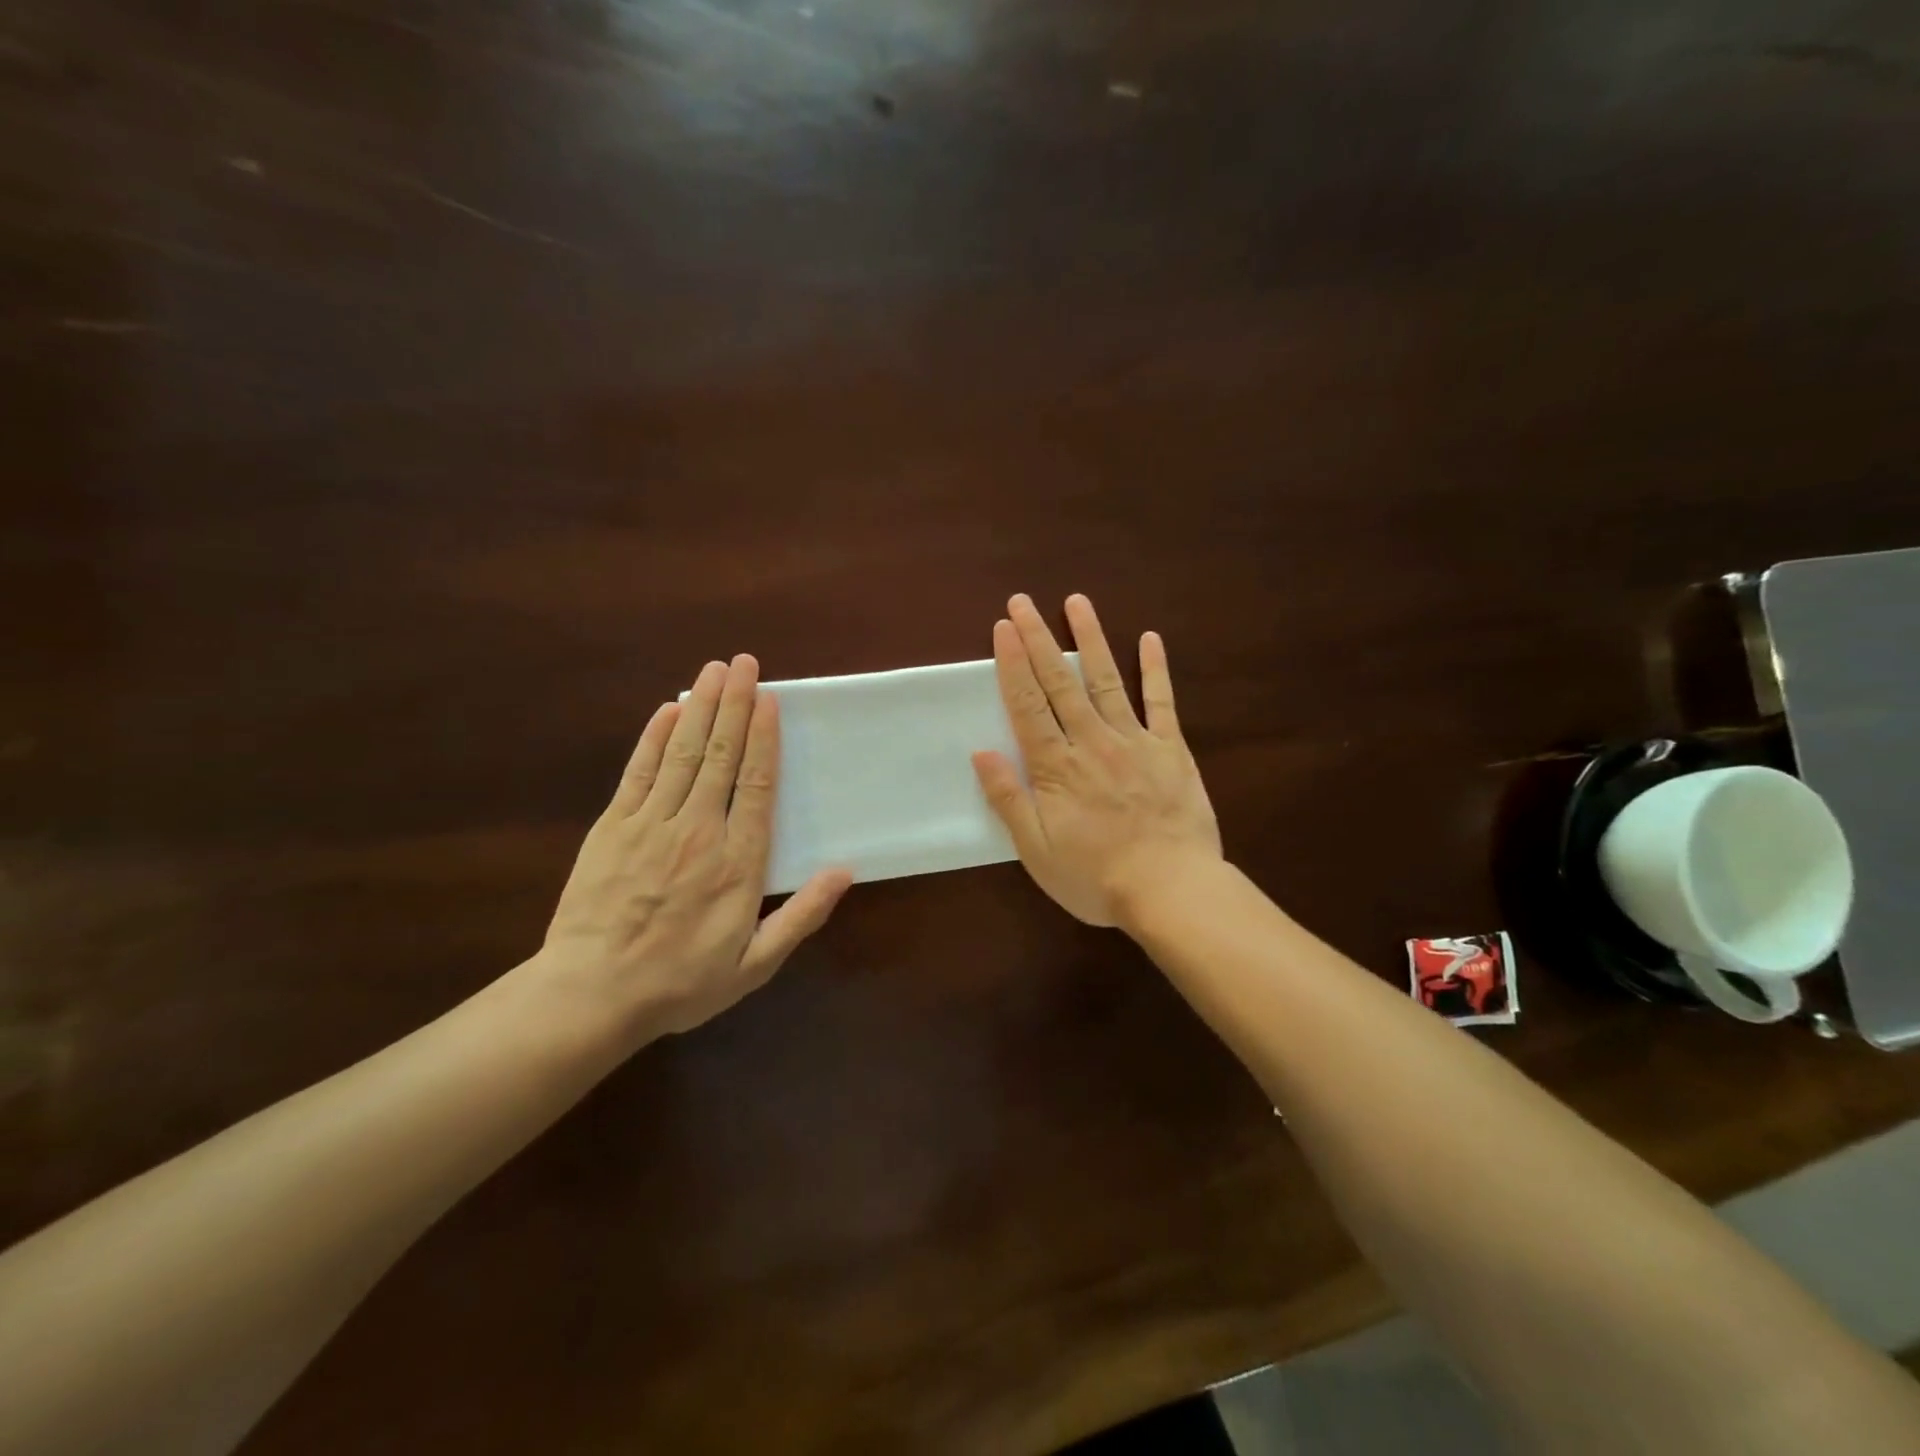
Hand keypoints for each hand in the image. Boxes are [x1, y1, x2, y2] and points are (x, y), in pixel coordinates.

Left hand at [538, 656, 851, 1040]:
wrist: (591, 995)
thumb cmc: (681, 982)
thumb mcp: (755, 965)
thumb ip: (801, 916)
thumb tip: (844, 872)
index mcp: (738, 862)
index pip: (757, 785)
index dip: (766, 738)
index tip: (770, 700)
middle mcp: (699, 830)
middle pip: (722, 755)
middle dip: (735, 705)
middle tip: (745, 663)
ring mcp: (652, 823)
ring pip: (683, 752)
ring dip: (702, 707)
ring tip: (715, 669)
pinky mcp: (613, 826)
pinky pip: (639, 771)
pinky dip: (655, 736)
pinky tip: (669, 708)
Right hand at [972, 594, 1221, 928]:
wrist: (1171, 890)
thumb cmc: (1096, 877)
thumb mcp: (1037, 851)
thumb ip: (1009, 799)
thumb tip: (981, 752)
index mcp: (1056, 767)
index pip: (1027, 705)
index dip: (1012, 664)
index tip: (1003, 628)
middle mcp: (1092, 742)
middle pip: (1060, 683)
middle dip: (1038, 639)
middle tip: (1023, 602)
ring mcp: (1135, 741)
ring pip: (1107, 680)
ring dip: (1089, 639)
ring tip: (1076, 602)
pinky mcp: (1171, 749)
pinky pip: (1161, 701)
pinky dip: (1155, 669)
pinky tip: (1149, 638)